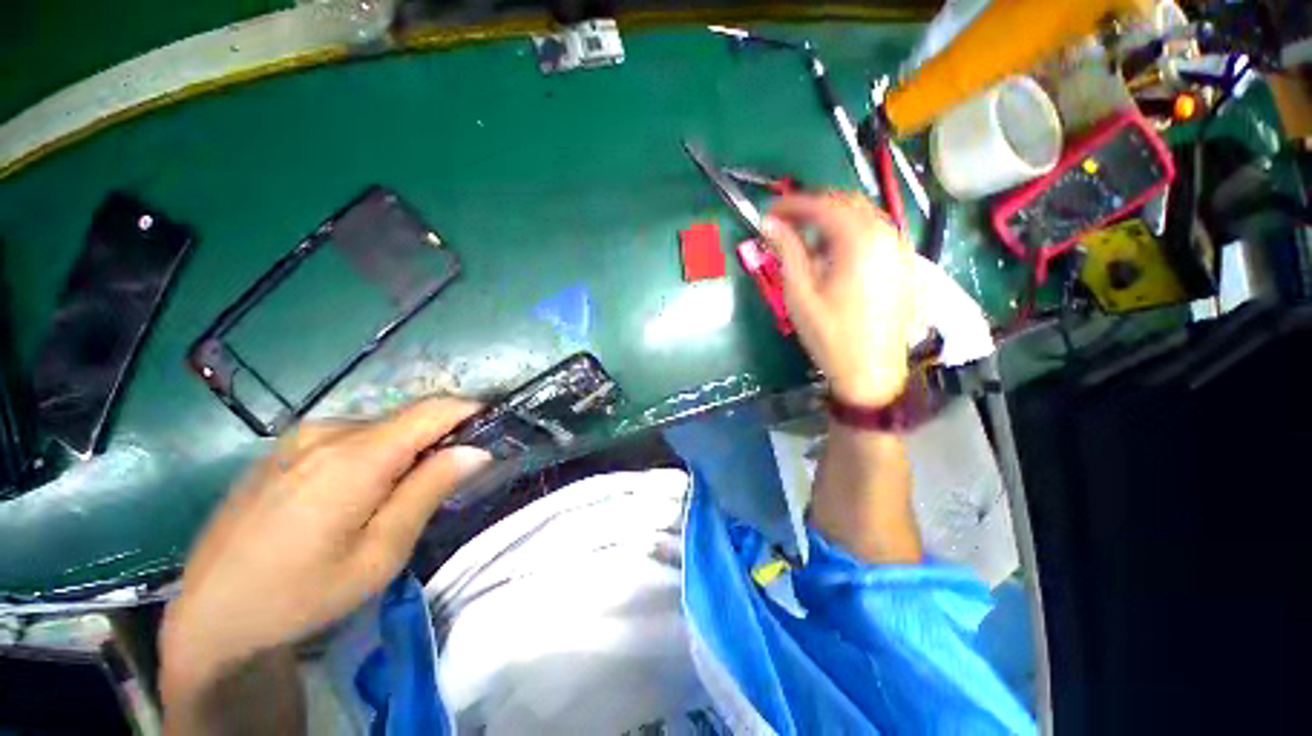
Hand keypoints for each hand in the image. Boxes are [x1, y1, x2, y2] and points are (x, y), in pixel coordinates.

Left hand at [160, 398, 489, 694]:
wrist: (210, 616)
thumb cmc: (302, 594)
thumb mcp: (380, 553)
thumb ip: (430, 490)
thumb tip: (476, 450)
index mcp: (355, 456)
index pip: (433, 409)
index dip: (471, 412)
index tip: (494, 430)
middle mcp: (327, 432)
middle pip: (407, 419)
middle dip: (439, 440)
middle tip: (446, 481)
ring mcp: (299, 437)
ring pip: (379, 429)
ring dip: (405, 450)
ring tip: (397, 496)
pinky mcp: (283, 448)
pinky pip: (349, 438)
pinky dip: (374, 454)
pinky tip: (355, 496)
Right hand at [762, 192, 915, 406]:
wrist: (870, 371)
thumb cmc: (829, 334)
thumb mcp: (800, 293)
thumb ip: (786, 251)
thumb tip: (769, 224)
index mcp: (859, 240)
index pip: (822, 205)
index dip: (791, 205)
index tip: (768, 213)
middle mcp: (886, 234)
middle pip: (846, 204)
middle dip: (813, 209)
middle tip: (784, 224)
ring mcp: (899, 248)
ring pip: (863, 218)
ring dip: (832, 222)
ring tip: (805, 242)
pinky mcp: (903, 264)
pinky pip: (875, 234)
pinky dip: (850, 235)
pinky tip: (833, 257)